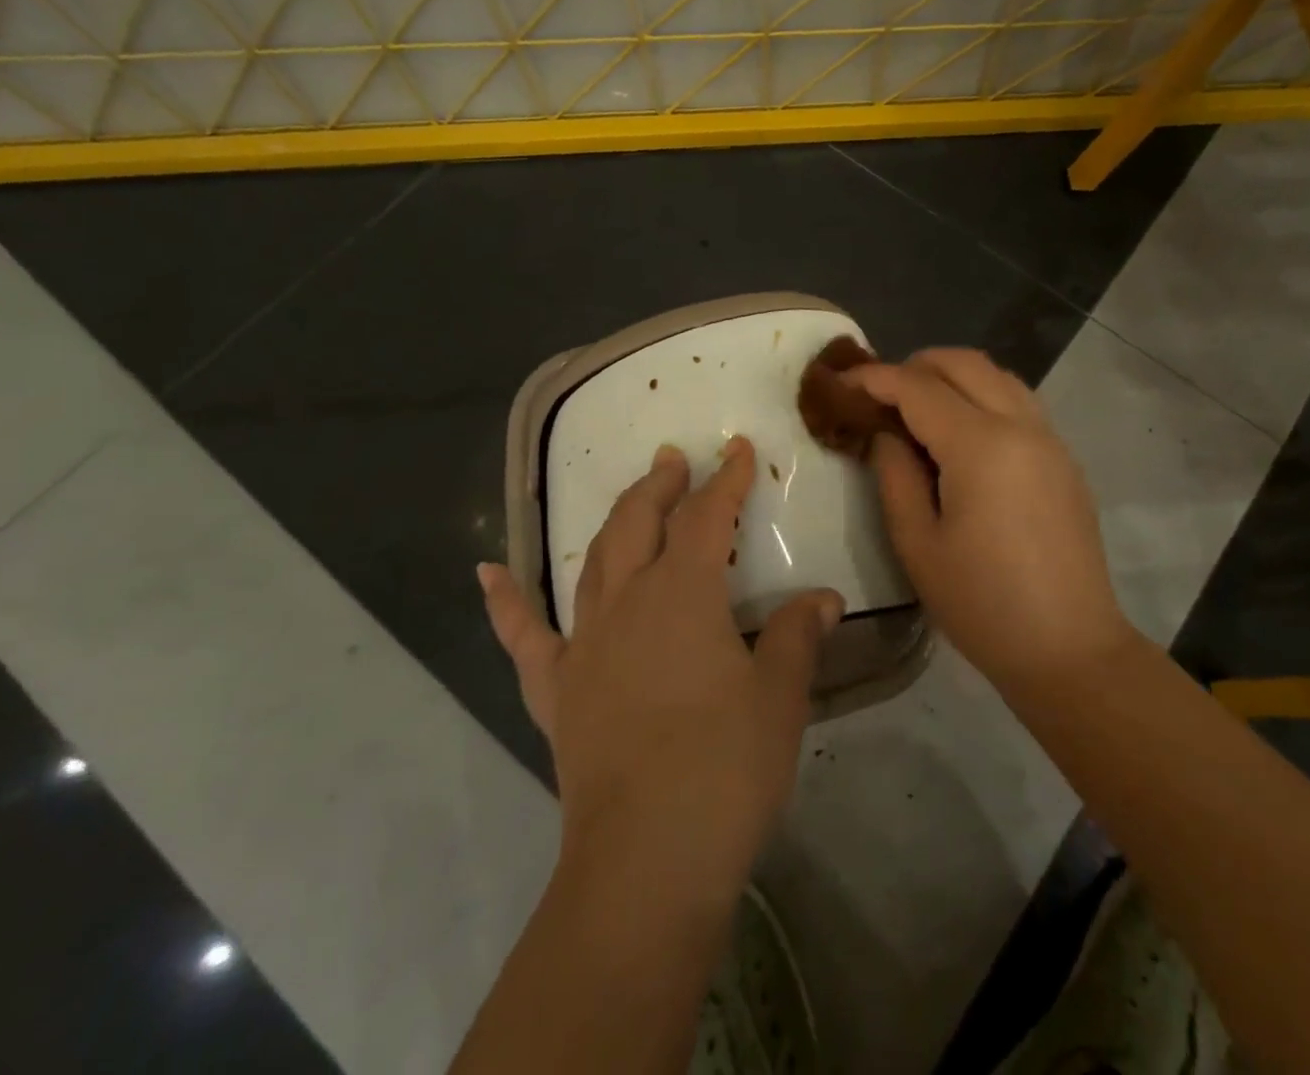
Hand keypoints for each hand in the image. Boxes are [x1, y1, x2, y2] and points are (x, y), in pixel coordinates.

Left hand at [479, 437, 841, 905]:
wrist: (646, 862)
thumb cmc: (725, 769)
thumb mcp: (779, 697)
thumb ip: (796, 636)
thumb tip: (823, 598)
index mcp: (683, 594)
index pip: (707, 517)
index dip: (726, 479)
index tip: (738, 448)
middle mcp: (626, 602)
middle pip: (640, 523)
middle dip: (661, 485)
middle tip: (674, 459)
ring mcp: (583, 645)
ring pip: (595, 561)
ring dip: (615, 521)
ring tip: (633, 496)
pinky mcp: (556, 691)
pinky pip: (523, 636)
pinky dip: (504, 601)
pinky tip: (486, 571)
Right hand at [849, 349, 1135, 698]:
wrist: (1069, 650)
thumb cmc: (982, 604)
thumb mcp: (917, 543)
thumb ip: (894, 474)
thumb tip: (887, 434)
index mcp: (981, 446)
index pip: (918, 387)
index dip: (875, 378)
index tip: (842, 383)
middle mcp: (1022, 426)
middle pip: (964, 363)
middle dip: (914, 365)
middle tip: (878, 394)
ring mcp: (1050, 439)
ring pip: (997, 375)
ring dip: (952, 376)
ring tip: (916, 407)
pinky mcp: (1064, 459)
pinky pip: (1018, 401)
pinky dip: (982, 395)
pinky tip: (960, 434)